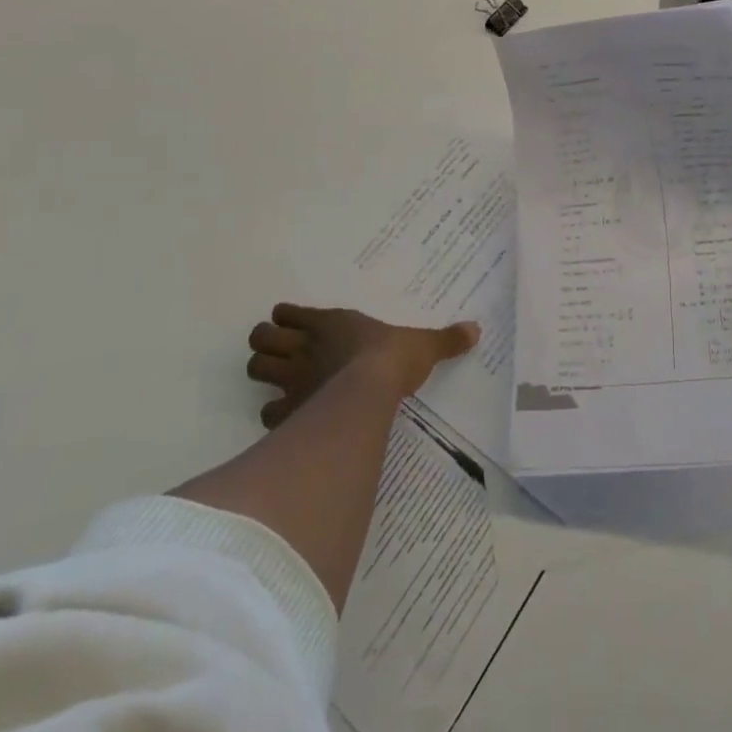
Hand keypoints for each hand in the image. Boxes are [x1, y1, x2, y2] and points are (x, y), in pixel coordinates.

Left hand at [246, 304, 479, 428]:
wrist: (370, 392)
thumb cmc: (391, 359)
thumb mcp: (423, 344)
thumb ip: (445, 339)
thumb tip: (476, 330)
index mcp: (330, 323)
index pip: (289, 313)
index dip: (286, 318)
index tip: (292, 323)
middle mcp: (305, 347)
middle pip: (260, 338)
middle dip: (265, 345)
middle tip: (278, 352)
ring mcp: (292, 379)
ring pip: (255, 368)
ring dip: (262, 372)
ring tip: (276, 379)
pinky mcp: (289, 412)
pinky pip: (268, 412)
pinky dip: (273, 414)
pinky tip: (287, 418)